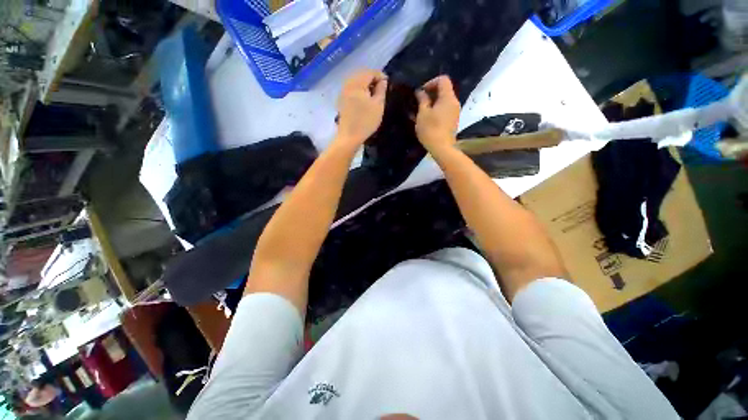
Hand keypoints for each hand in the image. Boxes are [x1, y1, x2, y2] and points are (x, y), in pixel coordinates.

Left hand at [336, 70, 387, 147]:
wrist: (349, 137)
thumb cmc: (365, 121)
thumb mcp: (378, 105)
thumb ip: (381, 90)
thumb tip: (382, 81)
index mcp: (357, 83)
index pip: (370, 72)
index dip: (380, 76)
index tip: (388, 84)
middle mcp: (348, 84)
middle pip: (361, 74)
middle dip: (372, 79)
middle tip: (381, 89)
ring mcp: (343, 92)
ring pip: (356, 81)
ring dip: (365, 85)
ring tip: (374, 95)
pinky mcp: (341, 100)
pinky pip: (351, 89)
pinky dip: (359, 90)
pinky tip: (364, 100)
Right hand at [415, 76, 460, 154]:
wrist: (442, 148)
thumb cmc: (431, 130)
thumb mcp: (423, 114)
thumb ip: (422, 100)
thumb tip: (420, 91)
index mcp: (448, 97)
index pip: (443, 79)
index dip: (431, 82)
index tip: (421, 93)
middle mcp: (454, 102)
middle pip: (444, 90)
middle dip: (431, 93)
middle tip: (419, 102)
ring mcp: (455, 112)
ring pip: (444, 101)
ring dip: (433, 103)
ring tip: (421, 112)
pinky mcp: (453, 121)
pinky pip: (445, 110)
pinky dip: (436, 110)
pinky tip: (427, 119)